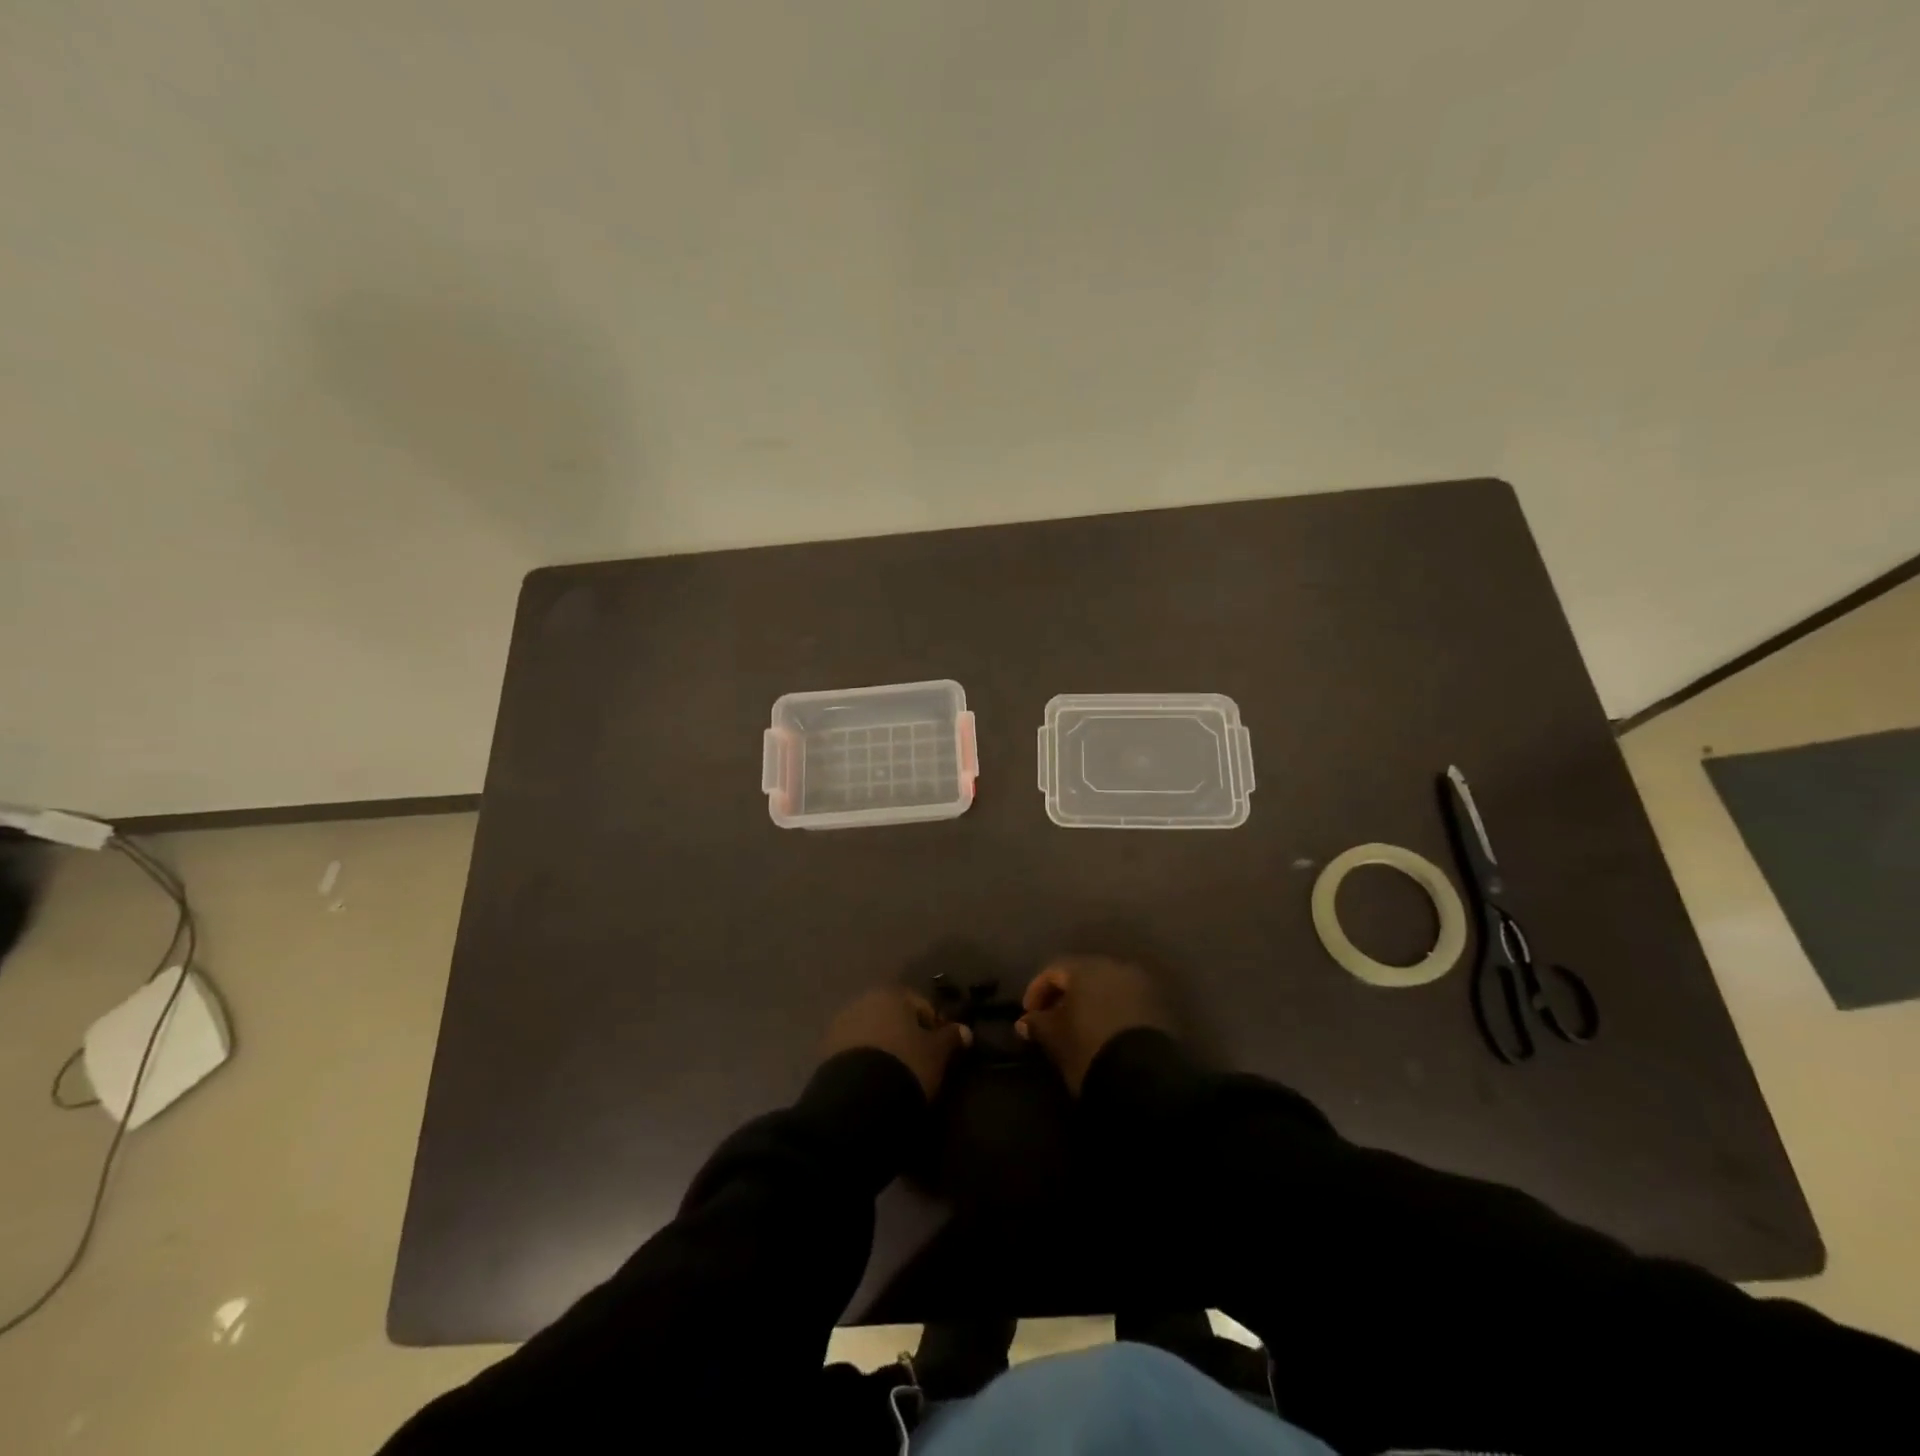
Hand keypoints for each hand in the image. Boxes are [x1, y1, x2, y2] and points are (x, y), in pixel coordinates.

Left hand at [820, 987, 972, 1098]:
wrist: (859, 1099)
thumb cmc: (906, 1064)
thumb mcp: (936, 1053)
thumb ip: (951, 1038)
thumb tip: (965, 1030)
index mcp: (891, 993)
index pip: (920, 1004)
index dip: (933, 1027)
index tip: (940, 1052)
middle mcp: (863, 1001)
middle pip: (892, 1016)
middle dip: (905, 1035)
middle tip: (918, 1064)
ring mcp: (841, 1025)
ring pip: (871, 1033)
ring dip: (883, 1048)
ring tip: (894, 1076)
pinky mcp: (826, 1051)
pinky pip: (854, 1052)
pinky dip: (865, 1062)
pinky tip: (874, 1082)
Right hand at [1016, 955, 1169, 1093]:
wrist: (1143, 1078)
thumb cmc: (1089, 1049)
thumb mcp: (1055, 1038)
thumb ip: (1038, 1024)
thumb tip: (1025, 1022)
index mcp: (1086, 967)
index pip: (1053, 970)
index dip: (1036, 991)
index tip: (1029, 1016)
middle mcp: (1115, 966)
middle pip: (1082, 975)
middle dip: (1065, 996)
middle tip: (1052, 1020)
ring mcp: (1140, 984)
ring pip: (1106, 987)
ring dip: (1090, 1003)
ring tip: (1078, 1029)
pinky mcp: (1158, 1006)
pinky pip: (1126, 1001)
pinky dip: (1111, 1011)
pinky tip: (1103, 1033)